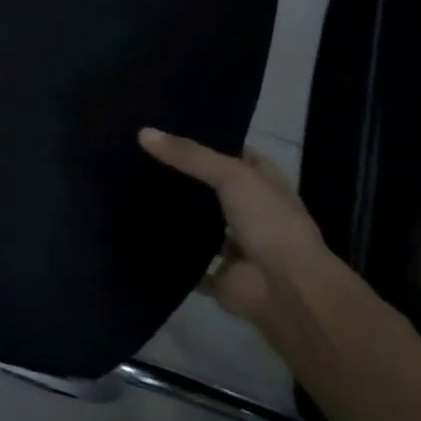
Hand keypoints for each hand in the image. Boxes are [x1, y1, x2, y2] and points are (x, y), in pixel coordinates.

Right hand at [136, 127, 343, 335]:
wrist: (287, 289)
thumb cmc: (268, 222)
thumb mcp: (231, 175)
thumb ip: (188, 155)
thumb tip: (143, 133)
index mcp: (263, 181)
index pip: (232, 152)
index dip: (205, 141)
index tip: (166, 131)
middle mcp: (251, 210)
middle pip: (212, 190)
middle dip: (183, 179)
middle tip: (138, 161)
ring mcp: (236, 246)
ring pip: (201, 228)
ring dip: (177, 219)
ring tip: (132, 195)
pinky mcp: (221, 276)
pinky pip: (191, 265)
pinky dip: (173, 258)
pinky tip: (141, 240)